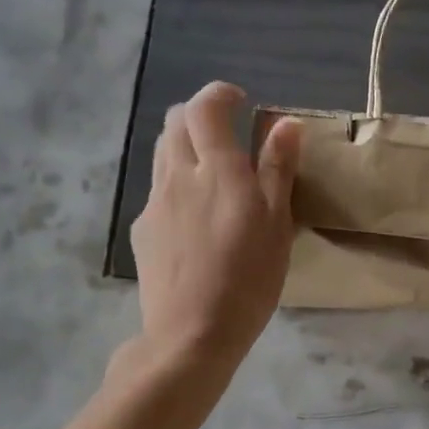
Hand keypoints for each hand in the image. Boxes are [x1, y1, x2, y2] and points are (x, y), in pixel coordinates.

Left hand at [128, 81, 300, 371]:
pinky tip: (194, 218)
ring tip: (211, 173)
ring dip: (185, 146)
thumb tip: (285, 123)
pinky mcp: (142, 230)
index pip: (204, 107)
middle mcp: (178, 175)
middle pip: (175, 122)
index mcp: (217, 169)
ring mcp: (154, 202)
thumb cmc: (248, 279)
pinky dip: (176, 182)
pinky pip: (157, 189)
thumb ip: (278, 169)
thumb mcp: (277, 224)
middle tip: (227, 136)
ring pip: (162, 153)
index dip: (219, 94)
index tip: (240, 102)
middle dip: (200, 116)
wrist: (191, 334)